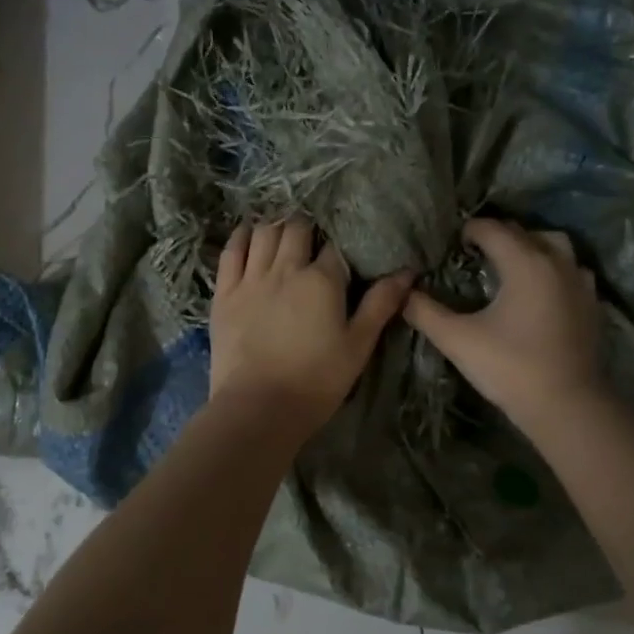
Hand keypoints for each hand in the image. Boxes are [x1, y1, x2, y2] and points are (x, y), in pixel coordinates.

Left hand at [209, 219, 412, 439]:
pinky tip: (248, 234)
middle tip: (313, 240)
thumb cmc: (317, 380)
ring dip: (276, 227)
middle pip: (296, 229)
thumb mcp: (358, 346)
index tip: (344, 251)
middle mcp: (286, 269)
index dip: (341, 244)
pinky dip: (241, 237)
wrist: (259, 407)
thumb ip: (381, 305)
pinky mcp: (225, 293)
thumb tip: (407, 272)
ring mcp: (251, 279)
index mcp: (322, 280)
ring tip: (283, 234)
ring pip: (263, 233)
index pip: (335, 246)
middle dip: (307, 228)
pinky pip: (231, 252)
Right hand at [403, 218, 605, 434]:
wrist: (567, 406)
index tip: (452, 244)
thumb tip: (403, 293)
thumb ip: (425, 312)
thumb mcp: (457, 340)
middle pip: (524, 232)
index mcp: (525, 262)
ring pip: (554, 246)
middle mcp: (557, 262)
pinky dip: (552, 269)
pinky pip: (571, 270)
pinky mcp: (592, 304)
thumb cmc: (510, 367)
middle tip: (474, 254)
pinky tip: (539, 291)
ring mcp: (580, 282)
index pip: (492, 229)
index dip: (469, 231)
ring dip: (530, 247)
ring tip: (511, 266)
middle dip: (498, 236)